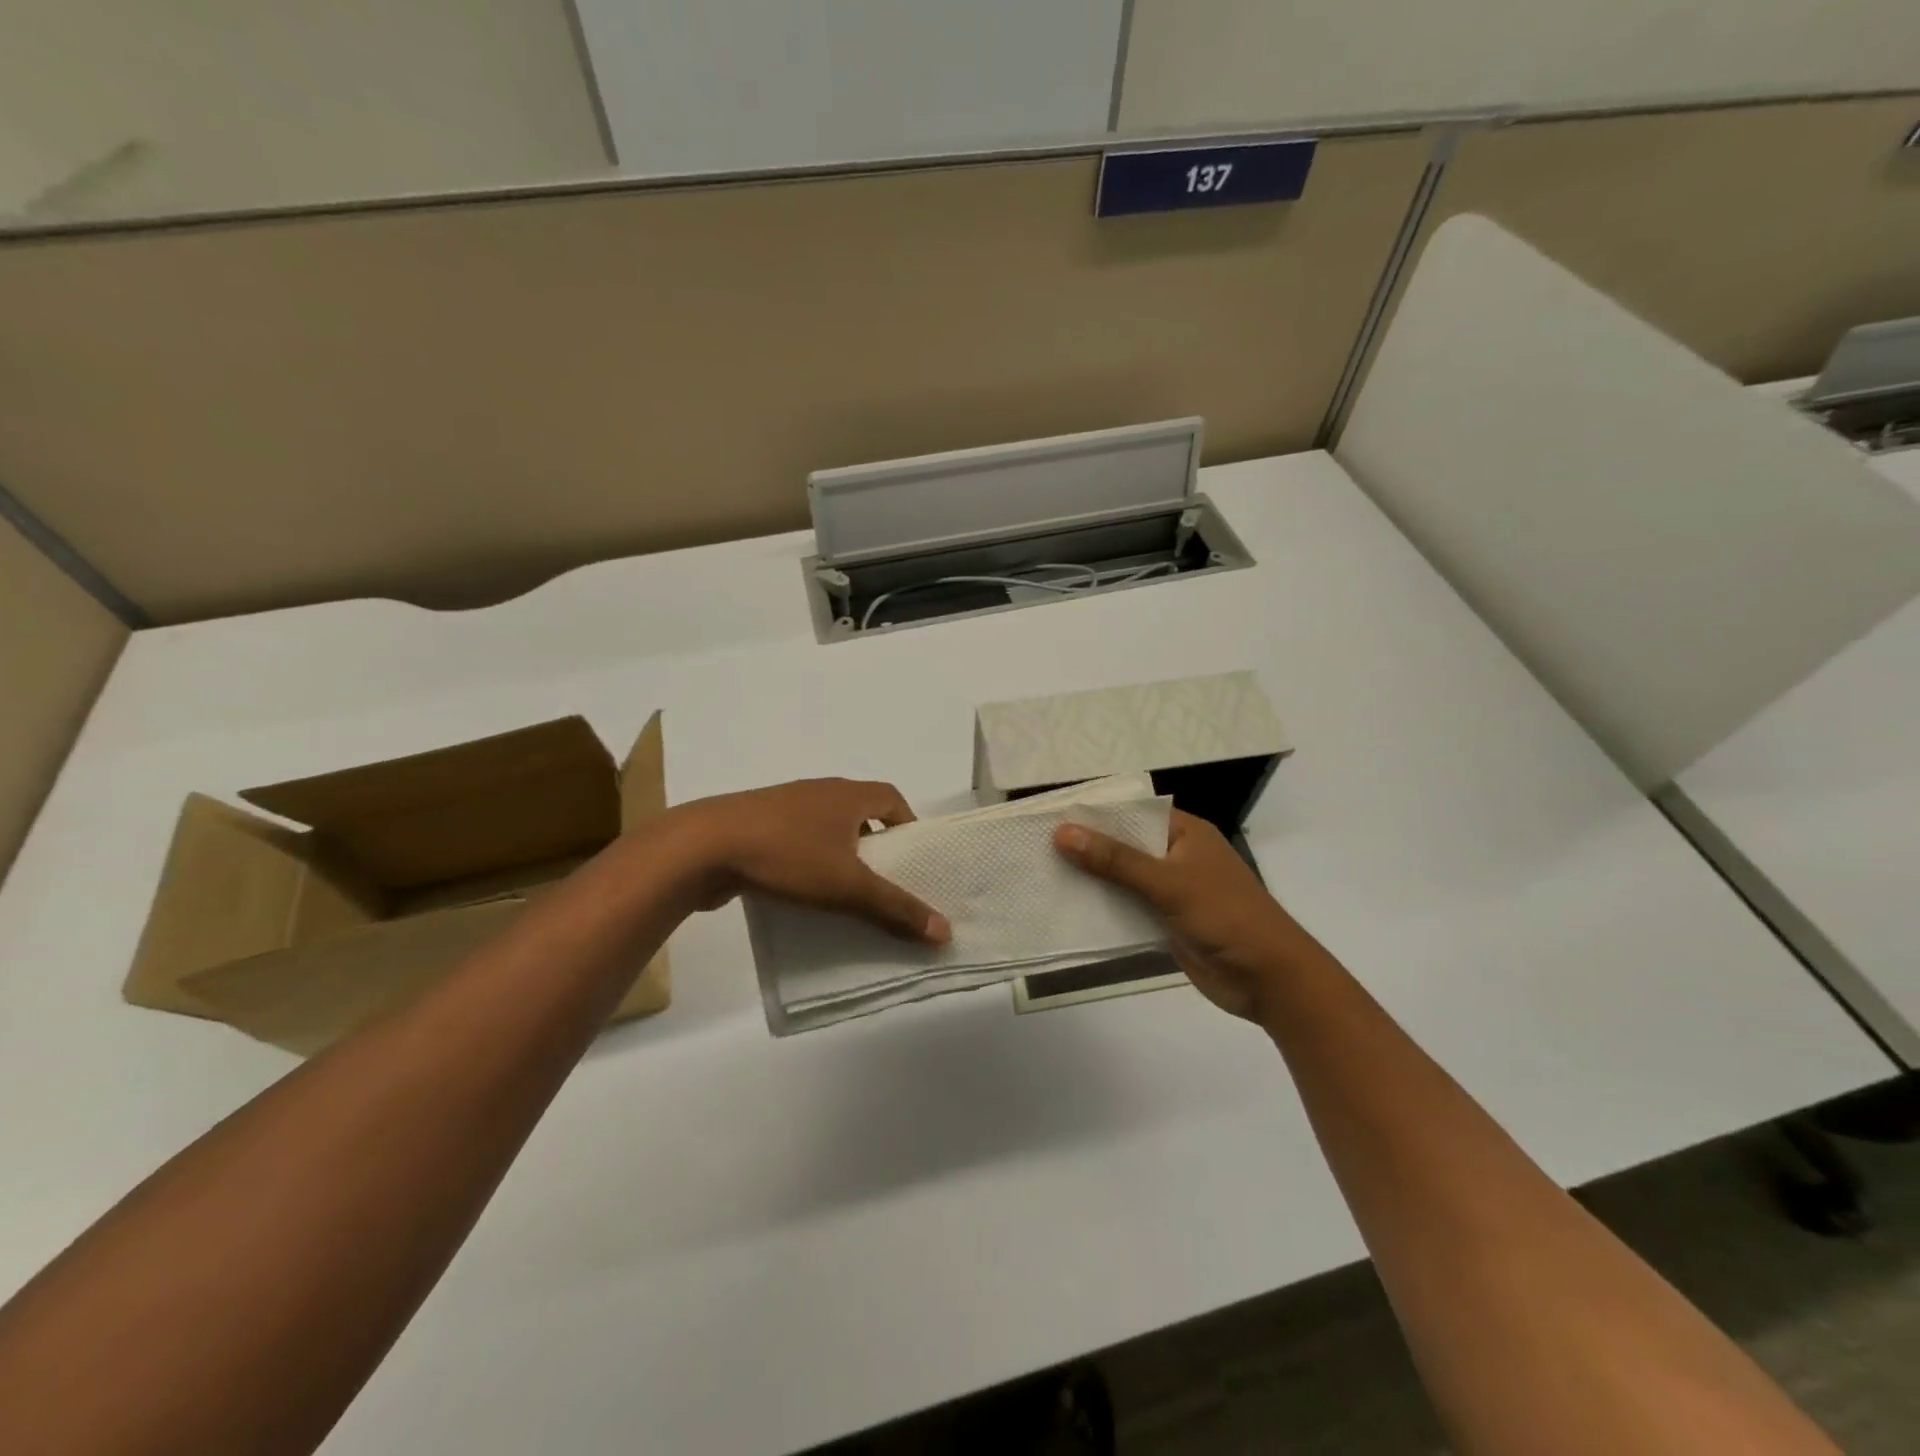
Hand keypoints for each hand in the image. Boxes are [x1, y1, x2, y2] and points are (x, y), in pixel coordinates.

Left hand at [673, 779, 950, 942]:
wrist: (702, 847)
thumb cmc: (786, 855)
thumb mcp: (848, 886)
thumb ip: (896, 908)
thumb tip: (945, 930)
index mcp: (846, 794)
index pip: (891, 798)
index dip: (908, 824)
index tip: (913, 857)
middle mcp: (819, 792)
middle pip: (860, 811)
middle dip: (876, 843)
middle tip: (885, 880)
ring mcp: (784, 806)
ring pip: (826, 826)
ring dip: (840, 852)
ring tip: (846, 891)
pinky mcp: (755, 825)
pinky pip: (795, 838)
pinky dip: (808, 859)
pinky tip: (802, 891)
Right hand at [1054, 810, 1316, 1022]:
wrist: (1269, 980)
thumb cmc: (1226, 917)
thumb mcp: (1169, 883)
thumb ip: (1116, 860)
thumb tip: (1063, 833)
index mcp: (1185, 832)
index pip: (1132, 812)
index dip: (1094, 813)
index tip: (1050, 815)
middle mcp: (1176, 856)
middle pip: (1123, 845)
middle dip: (1086, 847)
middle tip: (1035, 845)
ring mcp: (1171, 890)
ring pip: (1122, 878)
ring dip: (1091, 879)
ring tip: (1041, 873)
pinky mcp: (1165, 922)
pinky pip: (1127, 908)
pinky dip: (1102, 908)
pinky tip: (1067, 908)